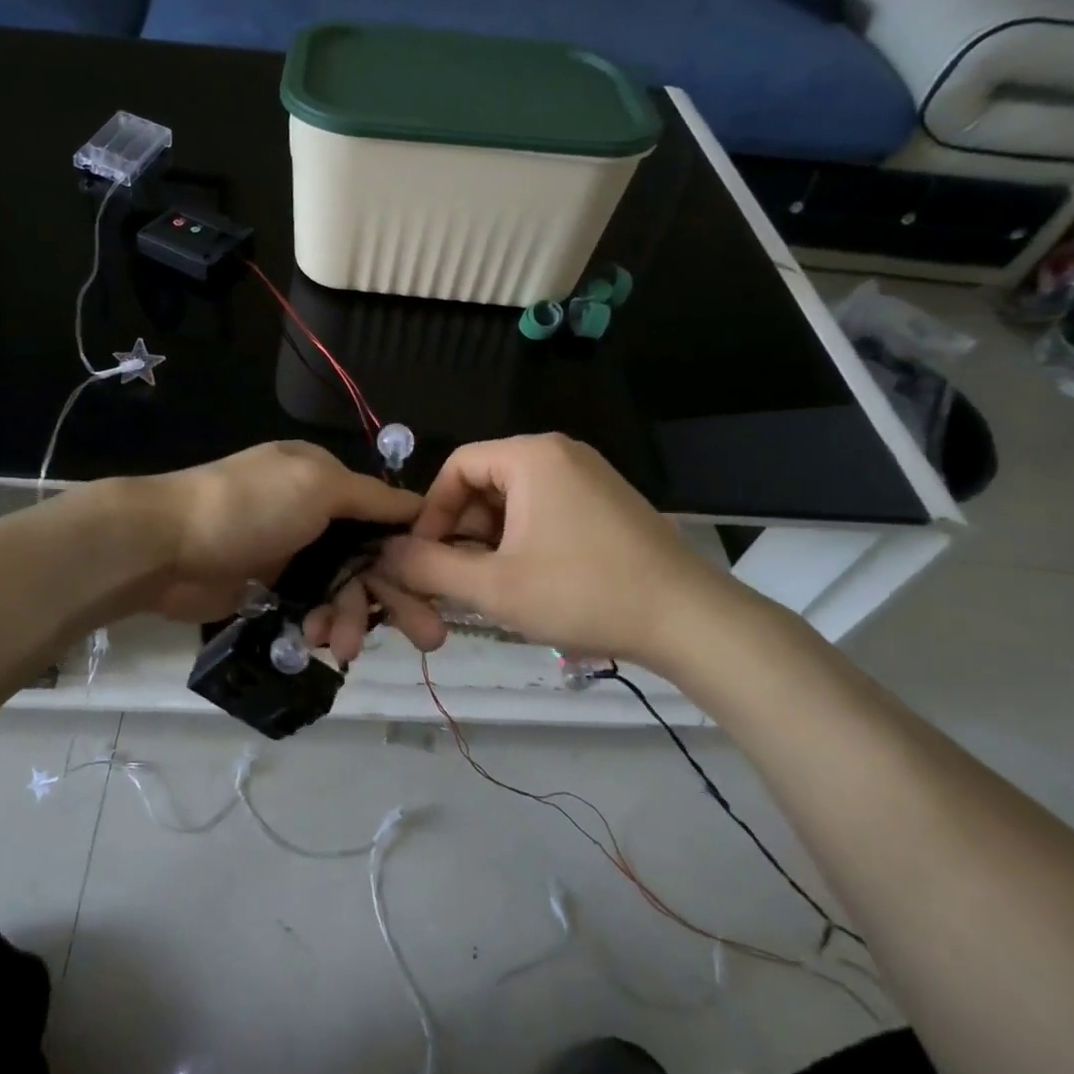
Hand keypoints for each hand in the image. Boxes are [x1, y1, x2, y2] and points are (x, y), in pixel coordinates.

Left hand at [135, 442, 440, 661]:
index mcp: (326, 479)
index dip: (412, 549)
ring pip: (342, 589)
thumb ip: (371, 497)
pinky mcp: (271, 589)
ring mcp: (292, 553)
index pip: (384, 515)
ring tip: (347, 648)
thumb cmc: (249, 506)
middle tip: (430, 637)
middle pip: (369, 558)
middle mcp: (314, 514)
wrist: (166, 545)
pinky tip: (317, 641)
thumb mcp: (317, 485)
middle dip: (396, 595)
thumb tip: (421, 503)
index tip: (439, 584)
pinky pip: (312, 609)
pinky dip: (320, 625)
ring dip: (352, 618)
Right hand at [374, 434, 754, 668]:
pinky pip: (545, 509)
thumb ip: (430, 569)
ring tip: (489, 586)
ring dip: (491, 541)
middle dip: (461, 531)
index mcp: (531, 456)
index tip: (424, 558)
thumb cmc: (583, 593)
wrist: (689, 619)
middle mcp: (559, 453)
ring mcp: (589, 476)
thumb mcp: (494, 587)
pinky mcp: (606, 502)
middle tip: (455, 580)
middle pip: (485, 482)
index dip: (431, 513)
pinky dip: (523, 540)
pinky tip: (527, 581)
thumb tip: (384, 555)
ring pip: (514, 500)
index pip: (456, 466)